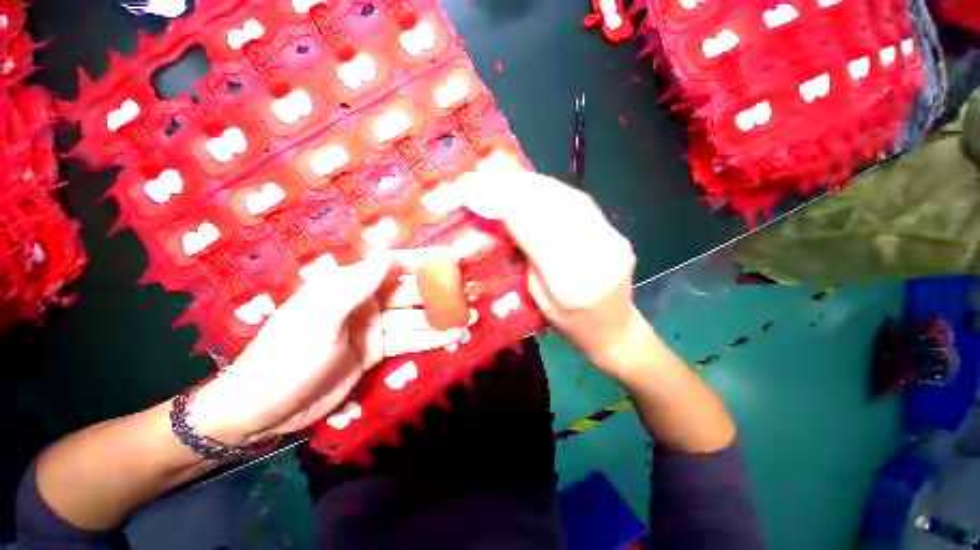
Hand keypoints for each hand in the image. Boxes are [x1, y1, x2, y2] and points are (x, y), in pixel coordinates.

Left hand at [187, 249, 471, 446]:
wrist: (264, 408)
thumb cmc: (286, 358)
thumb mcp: (320, 319)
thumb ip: (357, 285)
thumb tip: (386, 251)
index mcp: (350, 286)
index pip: (396, 266)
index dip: (428, 260)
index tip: (456, 259)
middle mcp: (366, 302)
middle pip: (413, 292)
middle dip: (444, 292)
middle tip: (473, 293)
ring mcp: (374, 327)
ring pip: (416, 318)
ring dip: (443, 317)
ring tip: (472, 317)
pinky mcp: (377, 350)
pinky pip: (410, 340)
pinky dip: (432, 338)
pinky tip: (453, 337)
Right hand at [460, 159, 651, 377]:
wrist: (616, 332)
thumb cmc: (571, 326)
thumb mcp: (539, 299)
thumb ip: (529, 260)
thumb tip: (512, 222)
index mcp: (572, 287)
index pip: (540, 238)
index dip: (514, 211)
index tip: (489, 191)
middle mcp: (599, 261)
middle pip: (559, 214)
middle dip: (525, 190)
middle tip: (499, 173)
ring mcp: (615, 245)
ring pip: (574, 203)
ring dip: (542, 186)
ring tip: (517, 175)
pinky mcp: (619, 236)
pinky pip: (585, 207)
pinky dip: (558, 192)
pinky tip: (542, 186)